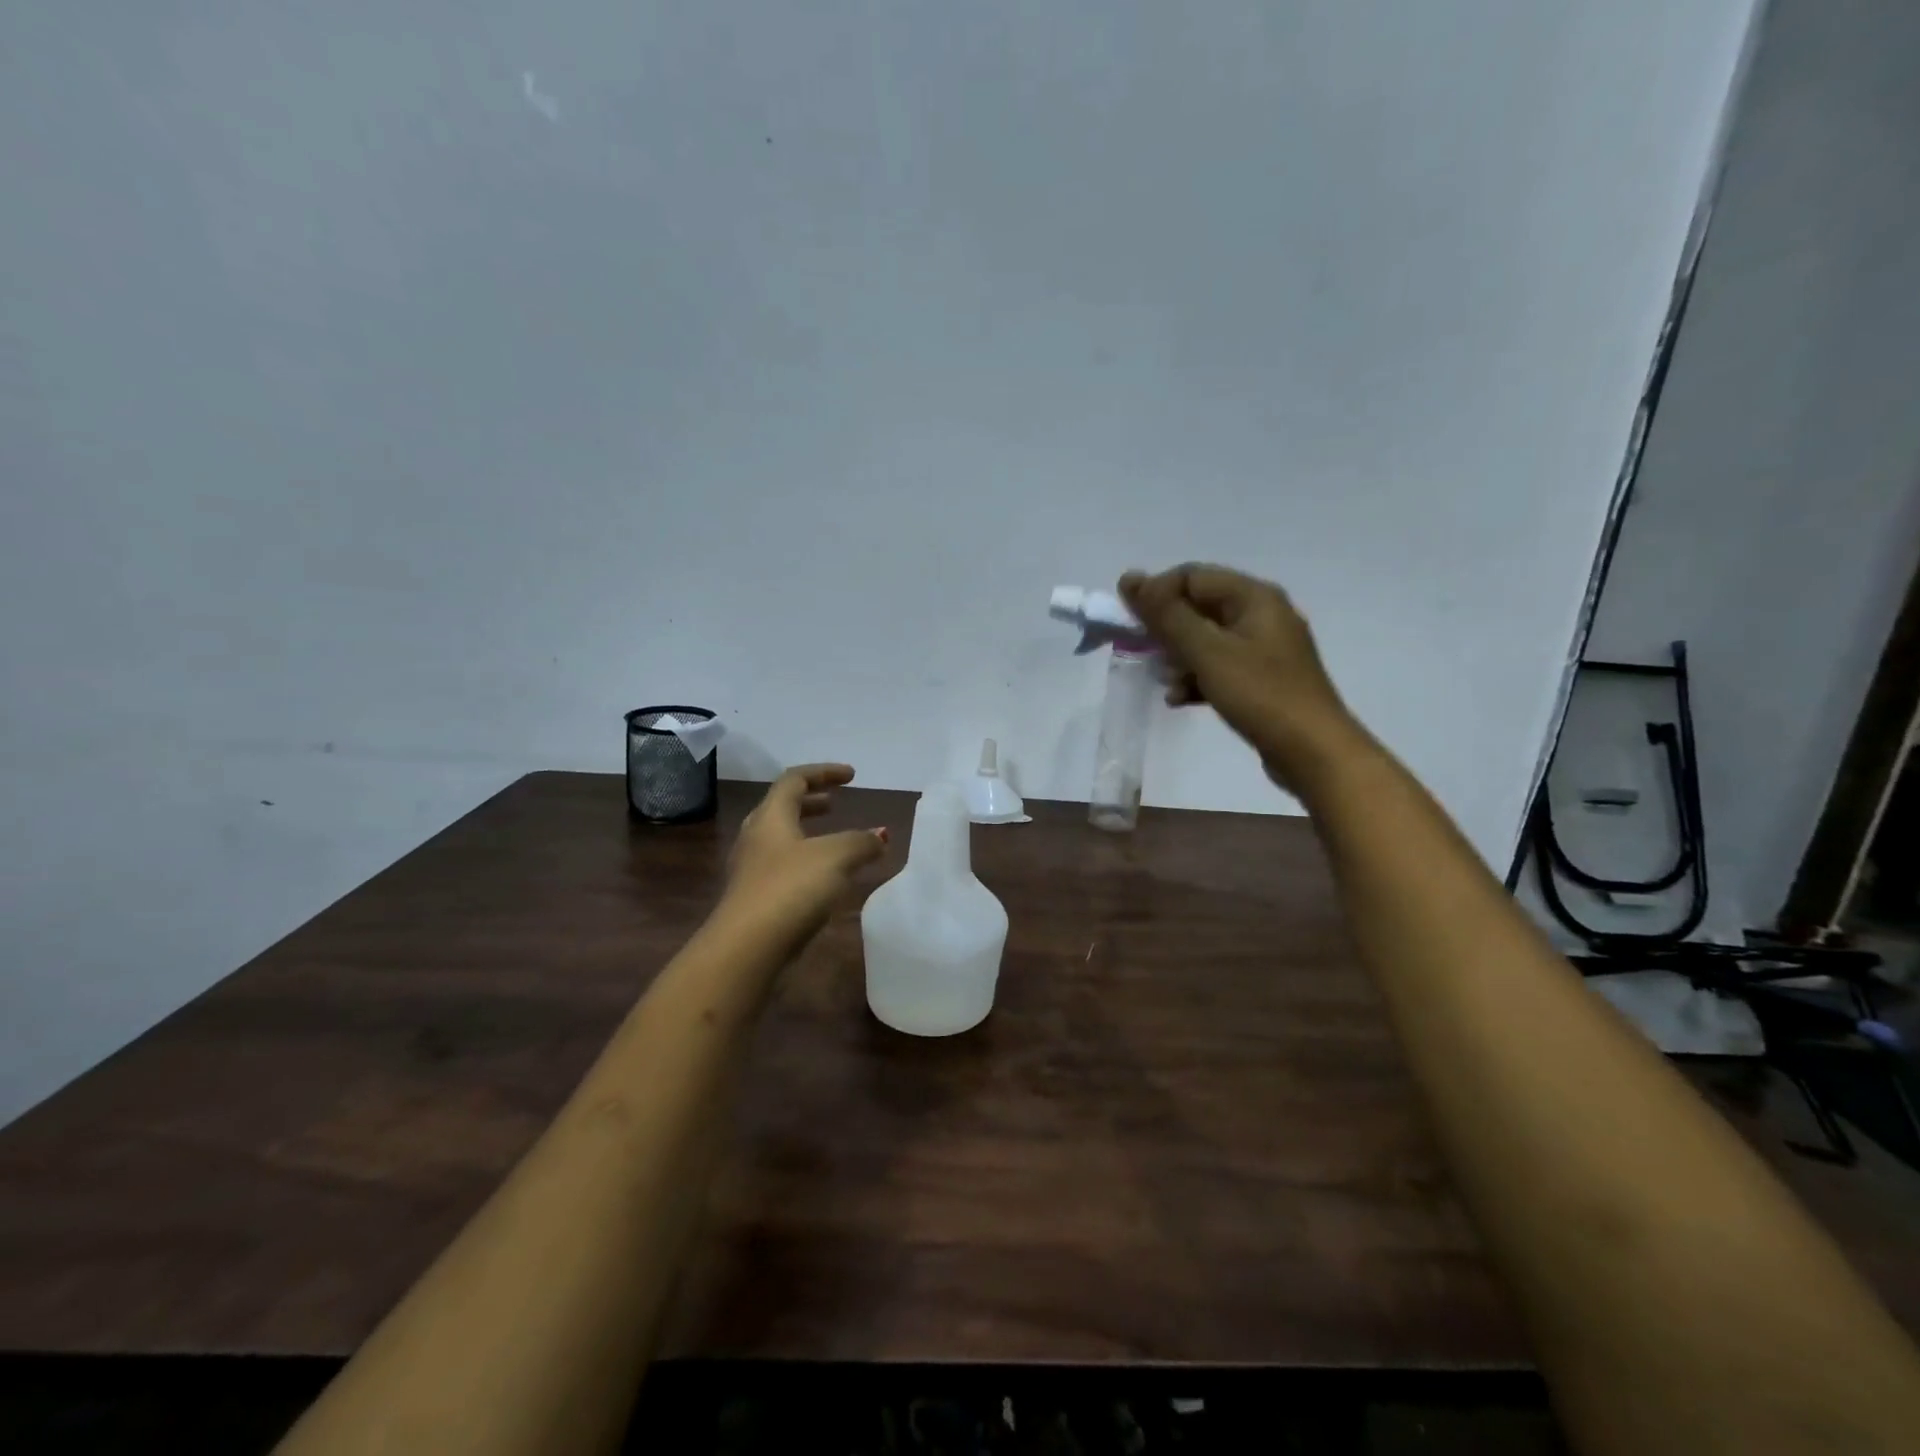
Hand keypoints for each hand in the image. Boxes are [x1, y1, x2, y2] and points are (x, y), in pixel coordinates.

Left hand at [722, 764, 889, 940]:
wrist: (747, 948)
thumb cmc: (791, 889)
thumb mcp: (836, 857)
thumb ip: (861, 842)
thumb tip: (880, 836)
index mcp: (771, 817)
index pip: (794, 780)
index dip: (824, 772)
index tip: (852, 776)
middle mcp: (756, 837)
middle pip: (782, 808)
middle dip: (811, 801)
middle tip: (836, 803)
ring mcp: (752, 870)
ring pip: (781, 840)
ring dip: (808, 833)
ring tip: (834, 840)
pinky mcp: (755, 899)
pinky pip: (783, 867)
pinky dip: (806, 862)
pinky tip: (825, 880)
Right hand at [1119, 564, 1364, 795]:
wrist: (1313, 751)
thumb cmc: (1259, 694)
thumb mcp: (1207, 651)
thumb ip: (1166, 615)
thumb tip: (1130, 578)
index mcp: (1254, 597)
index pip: (1191, 576)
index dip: (1156, 593)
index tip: (1130, 624)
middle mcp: (1262, 614)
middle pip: (1199, 607)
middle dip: (1166, 630)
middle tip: (1143, 654)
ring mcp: (1265, 648)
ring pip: (1207, 639)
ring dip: (1179, 657)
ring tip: (1165, 682)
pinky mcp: (1263, 679)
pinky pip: (1220, 666)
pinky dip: (1197, 678)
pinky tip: (1181, 699)